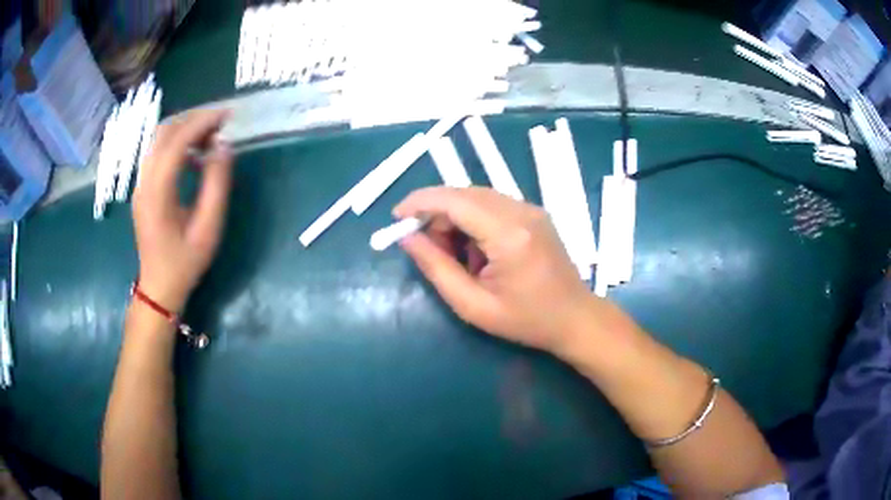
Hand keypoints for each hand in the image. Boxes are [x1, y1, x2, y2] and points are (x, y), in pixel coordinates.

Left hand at [132, 109, 233, 312]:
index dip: (203, 121)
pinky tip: (194, 156)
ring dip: (185, 128)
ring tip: (211, 136)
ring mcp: (140, 183)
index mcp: (158, 191)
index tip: (228, 115)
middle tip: (221, 123)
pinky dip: (178, 143)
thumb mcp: (208, 228)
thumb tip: (224, 147)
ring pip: (159, 139)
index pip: (177, 140)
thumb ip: (216, 185)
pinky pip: (158, 152)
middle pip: (164, 131)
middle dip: (194, 118)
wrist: (158, 287)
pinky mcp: (143, 187)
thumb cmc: (184, 262)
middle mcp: (144, 181)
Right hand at [395, 187, 601, 354]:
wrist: (575, 318)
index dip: (420, 203)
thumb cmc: (526, 321)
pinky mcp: (534, 213)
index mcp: (508, 234)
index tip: (396, 218)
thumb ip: (436, 269)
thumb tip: (408, 239)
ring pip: (477, 197)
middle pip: (464, 194)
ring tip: (453, 255)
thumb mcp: (473, 306)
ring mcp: (531, 209)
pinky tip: (475, 250)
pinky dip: (473, 220)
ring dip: (454, 217)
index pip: (454, 200)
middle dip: (436, 213)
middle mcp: (522, 211)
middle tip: (426, 247)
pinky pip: (492, 205)